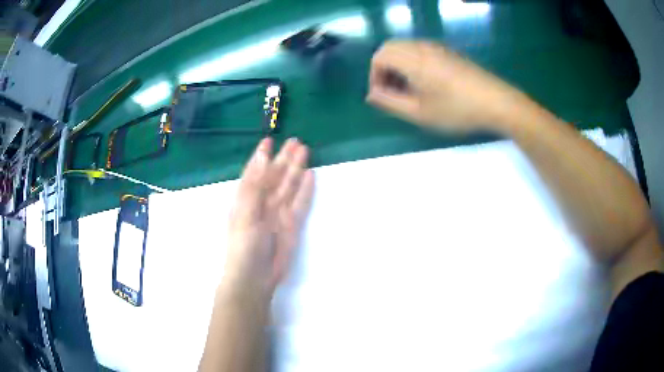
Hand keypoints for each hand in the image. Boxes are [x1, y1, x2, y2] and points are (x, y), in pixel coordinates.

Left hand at [224, 138, 314, 293]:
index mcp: (246, 199)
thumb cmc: (243, 247)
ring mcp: (278, 213)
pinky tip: (310, 176)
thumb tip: (261, 158)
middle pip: (275, 176)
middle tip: (296, 141)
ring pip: (288, 186)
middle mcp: (262, 203)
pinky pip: (300, 203)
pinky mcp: (292, 224)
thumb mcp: (245, 214)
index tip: (268, 140)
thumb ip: (254, 186)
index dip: (260, 157)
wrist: (254, 278)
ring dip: (296, 169)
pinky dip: (305, 190)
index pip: (254, 173)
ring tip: (305, 151)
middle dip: (284, 159)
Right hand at [367, 40, 526, 132]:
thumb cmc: (458, 110)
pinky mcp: (449, 52)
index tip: (382, 97)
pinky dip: (412, 63)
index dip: (374, 76)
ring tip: (408, 90)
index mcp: (413, 59)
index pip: (379, 56)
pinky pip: (420, 51)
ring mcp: (437, 47)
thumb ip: (391, 103)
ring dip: (398, 65)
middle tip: (392, 92)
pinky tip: (425, 83)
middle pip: (390, 48)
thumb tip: (371, 95)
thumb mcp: (420, 113)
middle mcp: (423, 47)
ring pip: (405, 48)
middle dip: (384, 69)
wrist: (497, 102)